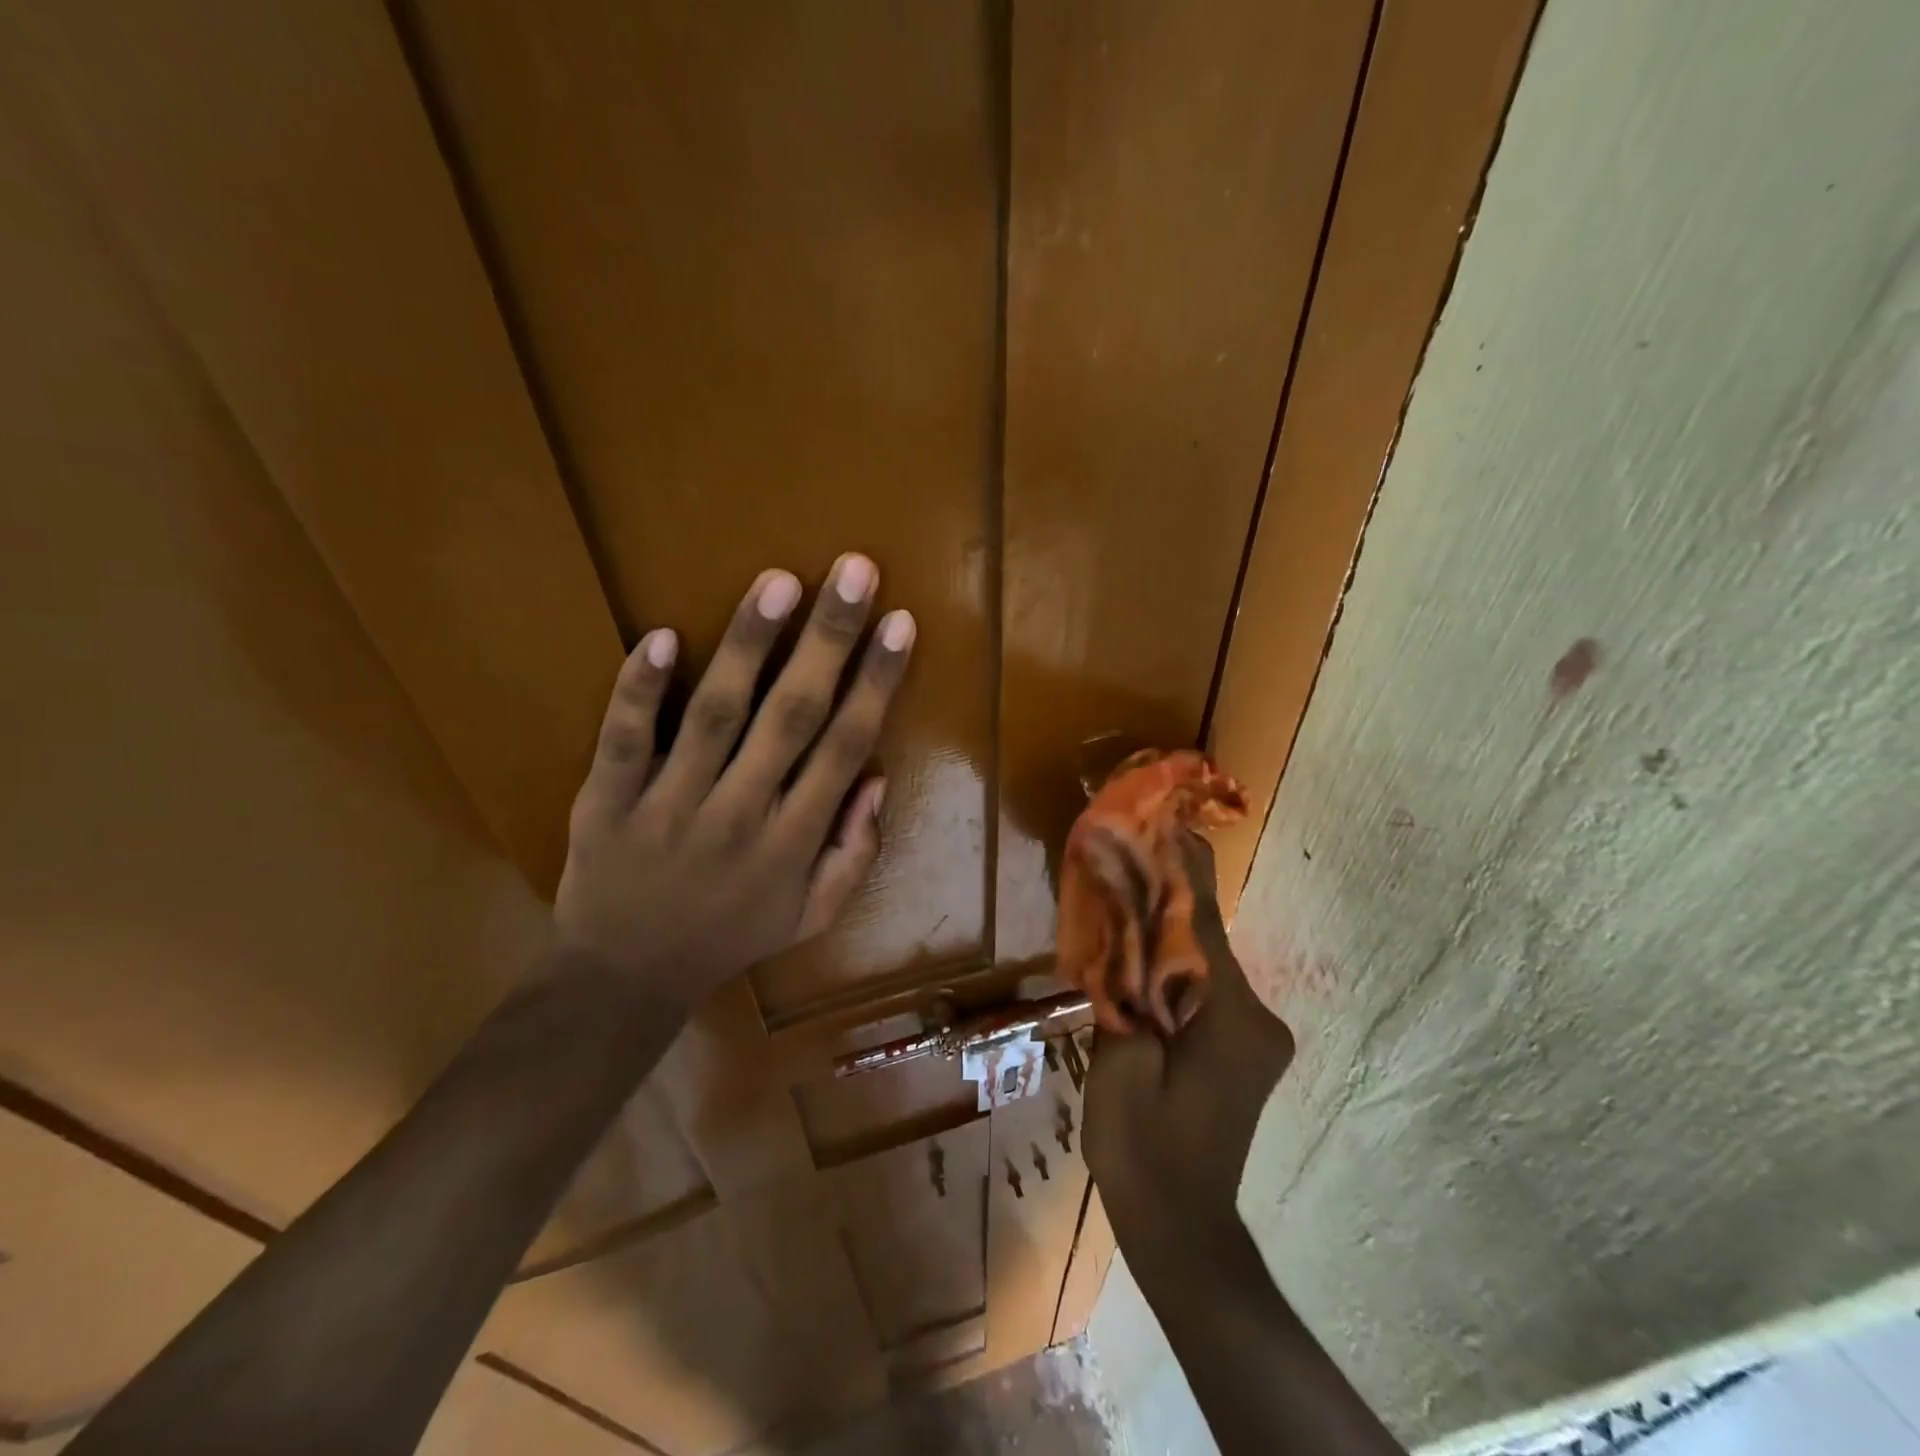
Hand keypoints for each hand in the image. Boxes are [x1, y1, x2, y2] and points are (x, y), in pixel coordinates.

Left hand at [553, 554, 913, 1009]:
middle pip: (792, 716)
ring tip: (779, 581)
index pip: (845, 747)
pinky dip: (639, 690)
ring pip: (715, 715)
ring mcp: (669, 806)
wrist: (626, 976)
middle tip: (853, 571)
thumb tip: (878, 777)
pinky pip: (624, 740)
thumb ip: (856, 852)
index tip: (899, 623)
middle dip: (828, 640)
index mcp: (794, 842)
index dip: (876, 683)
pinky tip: (662, 636)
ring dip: (749, 645)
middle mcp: (740, 816)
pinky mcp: (608, 801)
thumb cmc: (731, 936)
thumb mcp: (812, 915)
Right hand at [1082, 835, 1293, 1242]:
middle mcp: (1256, 1019)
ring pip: (1205, 966)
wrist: (1181, 1230)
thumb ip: (1124, 994)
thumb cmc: (1144, 1152)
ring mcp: (1255, 1036)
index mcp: (1229, 1019)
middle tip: (1134, 857)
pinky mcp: (1244, 1050)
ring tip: (1131, 897)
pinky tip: (1144, 956)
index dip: (1180, 874)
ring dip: (1169, 937)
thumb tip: (1122, 938)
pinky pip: (1206, 992)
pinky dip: (1176, 970)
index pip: (1199, 928)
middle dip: (1169, 902)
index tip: (1171, 825)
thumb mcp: (1120, 1067)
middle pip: (1205, 943)